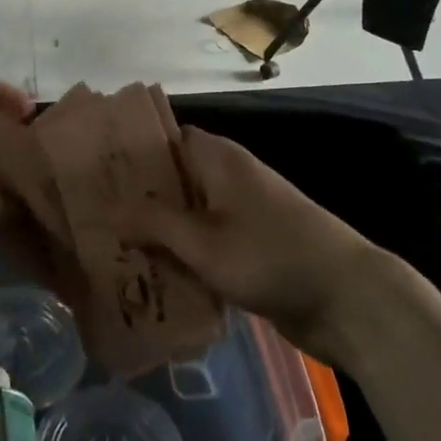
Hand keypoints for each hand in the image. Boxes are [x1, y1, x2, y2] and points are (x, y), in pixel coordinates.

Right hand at [113, 125, 381, 367]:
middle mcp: (228, 178)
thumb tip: (108, 210)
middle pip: (173, 179)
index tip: (93, 171)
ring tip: (110, 249)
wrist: (348, 300)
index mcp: (218, 159)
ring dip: (157, 232)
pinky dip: (181, 255)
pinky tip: (150, 278)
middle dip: (137, 198)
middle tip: (92, 217)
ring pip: (187, 215)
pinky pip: (205, 243)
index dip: (131, 152)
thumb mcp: (204, 241)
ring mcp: (241, 215)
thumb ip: (154, 223)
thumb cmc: (272, 256)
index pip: (165, 139)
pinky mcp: (250, 249)